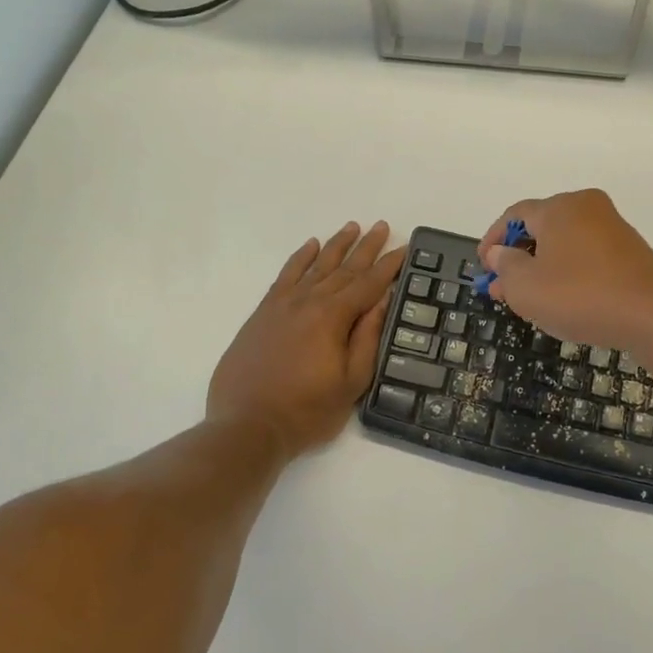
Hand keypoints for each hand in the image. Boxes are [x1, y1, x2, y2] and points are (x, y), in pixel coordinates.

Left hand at [208, 222, 405, 458]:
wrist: (247, 425)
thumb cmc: (307, 411)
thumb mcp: (351, 382)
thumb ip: (367, 338)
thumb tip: (382, 300)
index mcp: (334, 317)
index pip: (369, 284)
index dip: (389, 266)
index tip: (405, 247)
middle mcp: (309, 301)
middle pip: (344, 268)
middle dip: (366, 247)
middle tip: (382, 226)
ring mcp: (283, 305)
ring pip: (315, 265)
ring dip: (336, 245)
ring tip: (352, 227)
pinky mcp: (263, 313)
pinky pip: (285, 275)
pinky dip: (300, 258)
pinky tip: (310, 247)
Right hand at [477, 190, 652, 352]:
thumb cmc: (581, 296)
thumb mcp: (527, 287)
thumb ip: (506, 267)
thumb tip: (500, 253)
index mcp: (559, 207)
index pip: (515, 215)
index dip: (493, 240)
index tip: (483, 268)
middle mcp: (587, 207)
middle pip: (541, 227)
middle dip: (517, 258)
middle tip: (502, 289)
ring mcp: (612, 228)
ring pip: (565, 243)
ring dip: (542, 267)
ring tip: (530, 299)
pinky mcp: (630, 251)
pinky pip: (587, 255)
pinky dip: (568, 272)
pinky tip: (564, 299)